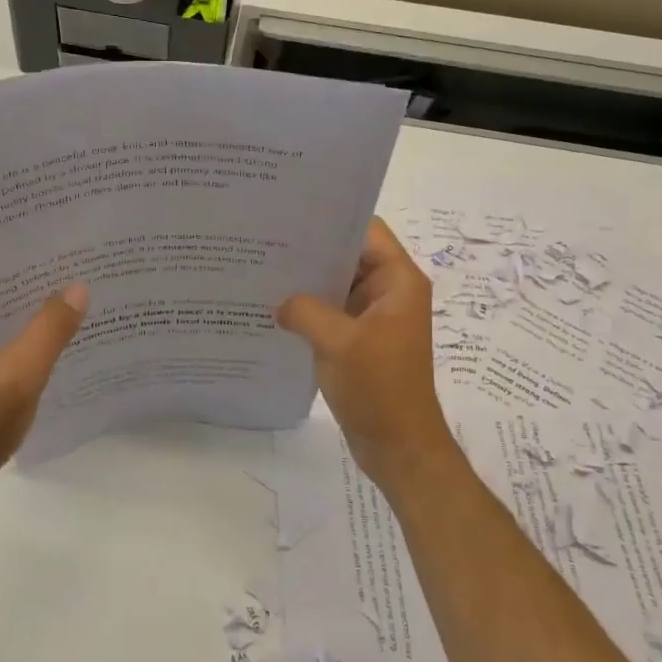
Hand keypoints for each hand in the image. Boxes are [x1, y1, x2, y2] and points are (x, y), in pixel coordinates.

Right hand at [277, 217, 458, 497]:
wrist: (399, 447)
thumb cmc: (379, 388)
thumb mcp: (338, 343)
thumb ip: (304, 310)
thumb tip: (280, 302)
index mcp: (398, 282)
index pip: (367, 231)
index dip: (333, 219)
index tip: (291, 215)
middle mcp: (389, 292)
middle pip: (349, 256)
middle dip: (311, 250)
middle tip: (265, 241)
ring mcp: (374, 317)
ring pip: (338, 285)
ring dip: (308, 282)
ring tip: (263, 270)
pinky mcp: (360, 340)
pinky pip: (332, 312)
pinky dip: (309, 309)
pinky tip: (275, 308)